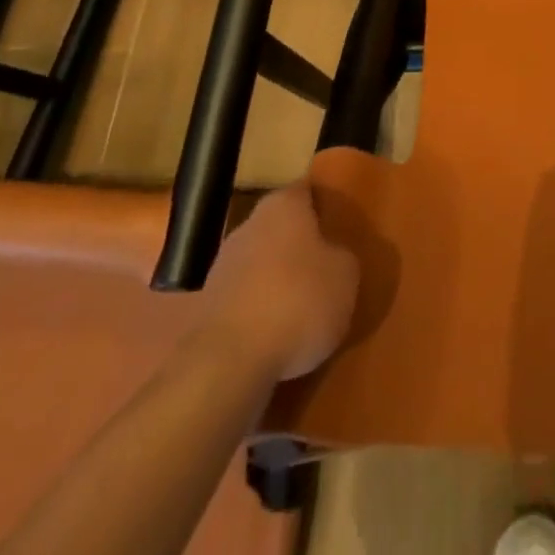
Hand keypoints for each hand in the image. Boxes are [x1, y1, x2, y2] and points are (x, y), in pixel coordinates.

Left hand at [209, 182, 359, 381]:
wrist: (228, 363)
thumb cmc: (298, 300)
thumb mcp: (346, 275)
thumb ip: (342, 256)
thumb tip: (332, 257)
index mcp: (283, 205)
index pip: (307, 191)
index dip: (324, 204)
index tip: (340, 221)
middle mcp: (249, 225)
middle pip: (282, 228)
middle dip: (301, 245)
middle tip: (327, 266)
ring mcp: (222, 267)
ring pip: (261, 265)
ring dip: (278, 281)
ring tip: (304, 308)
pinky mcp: (207, 309)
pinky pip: (245, 301)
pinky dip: (260, 313)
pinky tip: (278, 336)